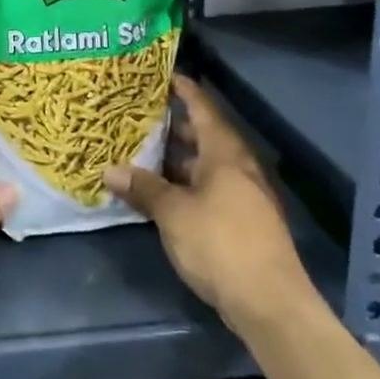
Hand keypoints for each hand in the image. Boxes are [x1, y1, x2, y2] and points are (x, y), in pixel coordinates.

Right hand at [105, 75, 312, 325]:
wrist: (270, 303)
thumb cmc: (220, 243)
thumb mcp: (173, 213)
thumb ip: (143, 189)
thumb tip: (109, 171)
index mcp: (225, 154)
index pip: (203, 109)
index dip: (184, 90)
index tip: (163, 75)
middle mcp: (238, 168)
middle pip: (205, 136)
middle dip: (174, 126)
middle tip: (140, 116)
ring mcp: (244, 196)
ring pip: (206, 166)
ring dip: (178, 159)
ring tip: (143, 152)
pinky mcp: (243, 222)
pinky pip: (210, 189)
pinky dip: (186, 184)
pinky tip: (163, 194)